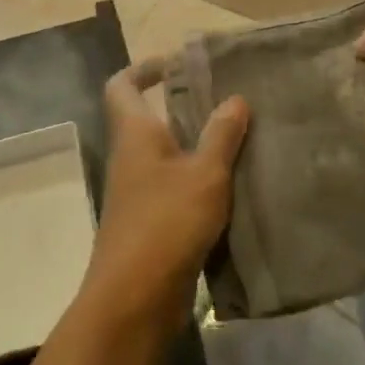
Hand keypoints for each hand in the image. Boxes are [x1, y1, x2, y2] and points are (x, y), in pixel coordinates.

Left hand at [80, 60, 249, 337]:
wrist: (135, 300)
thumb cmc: (166, 223)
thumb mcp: (204, 174)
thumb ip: (221, 135)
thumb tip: (235, 98)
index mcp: (135, 135)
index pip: (122, 86)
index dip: (143, 69)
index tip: (177, 64)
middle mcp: (131, 158)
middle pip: (151, 119)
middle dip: (186, 108)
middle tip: (229, 102)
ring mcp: (139, 194)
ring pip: (168, 156)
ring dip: (198, 147)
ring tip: (242, 140)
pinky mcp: (152, 224)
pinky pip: (176, 188)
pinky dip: (201, 182)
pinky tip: (236, 186)